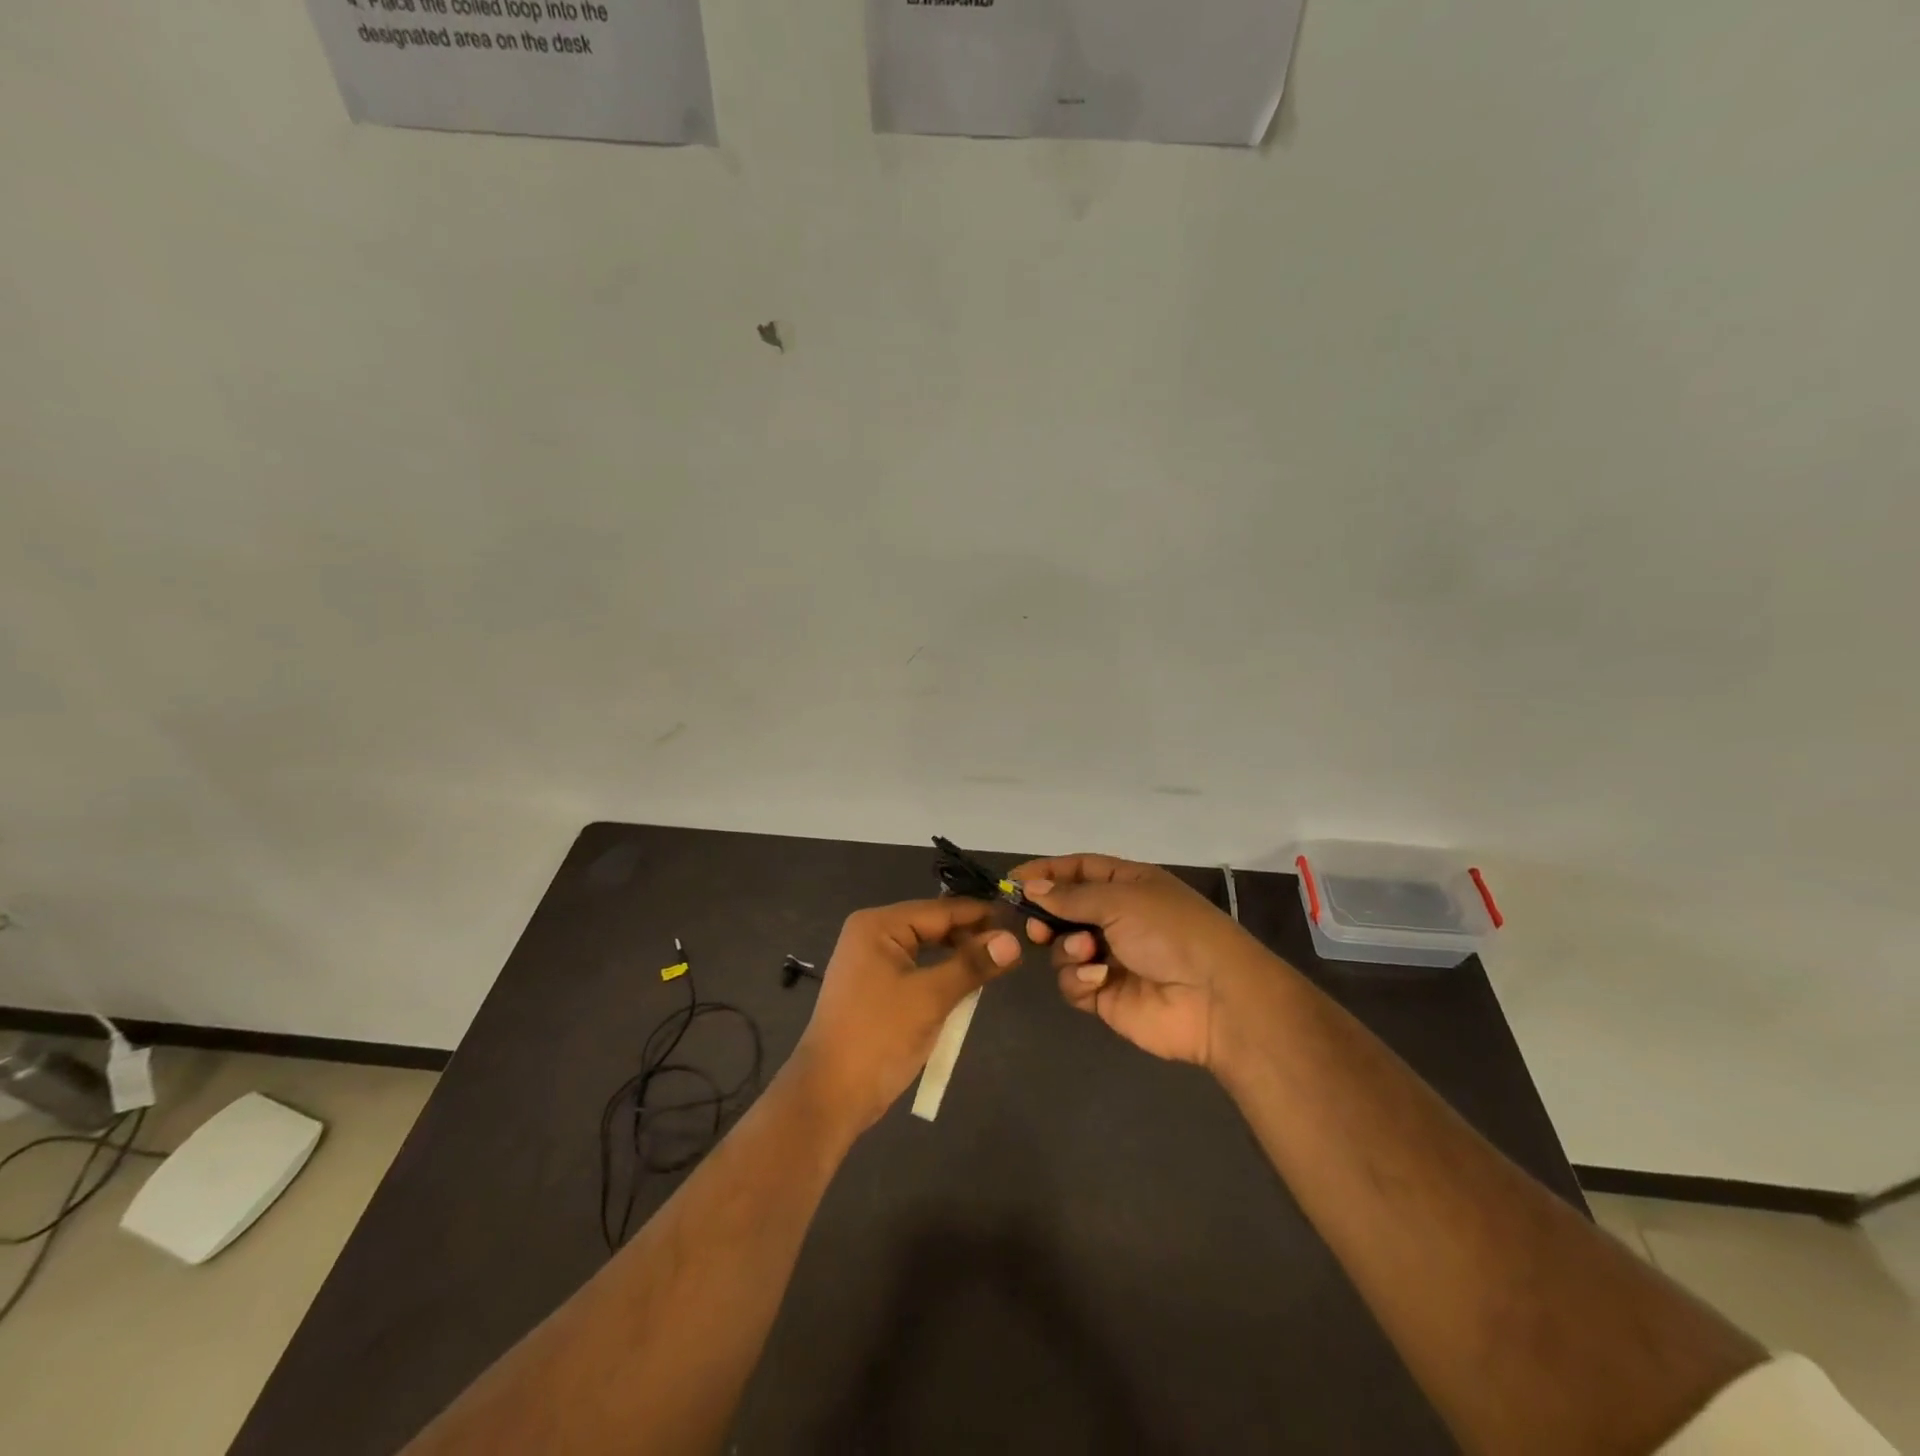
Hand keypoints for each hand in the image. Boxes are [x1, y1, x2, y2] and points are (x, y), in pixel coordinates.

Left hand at [792, 898, 1021, 1130]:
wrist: (829, 1095)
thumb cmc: (879, 1037)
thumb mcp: (931, 998)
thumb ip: (973, 965)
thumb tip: (1014, 940)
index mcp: (878, 925)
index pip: (941, 910)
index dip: (981, 915)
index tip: (1020, 920)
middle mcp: (872, 934)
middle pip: (932, 925)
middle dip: (970, 936)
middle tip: (1014, 947)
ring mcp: (870, 961)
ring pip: (925, 948)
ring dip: (957, 956)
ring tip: (996, 964)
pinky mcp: (874, 987)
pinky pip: (915, 969)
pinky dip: (940, 975)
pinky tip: (965, 985)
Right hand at [1014, 854, 1278, 1070]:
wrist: (1215, 998)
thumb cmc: (1171, 932)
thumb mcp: (1121, 900)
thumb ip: (1071, 896)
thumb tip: (1030, 887)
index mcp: (1127, 885)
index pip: (1077, 870)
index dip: (1045, 873)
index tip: (1011, 882)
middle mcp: (1116, 918)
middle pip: (1064, 910)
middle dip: (1046, 916)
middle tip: (1034, 926)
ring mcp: (1110, 958)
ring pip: (1063, 948)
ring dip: (1068, 948)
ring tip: (1086, 952)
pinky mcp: (1105, 995)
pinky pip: (1073, 982)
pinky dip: (1079, 978)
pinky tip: (1098, 979)